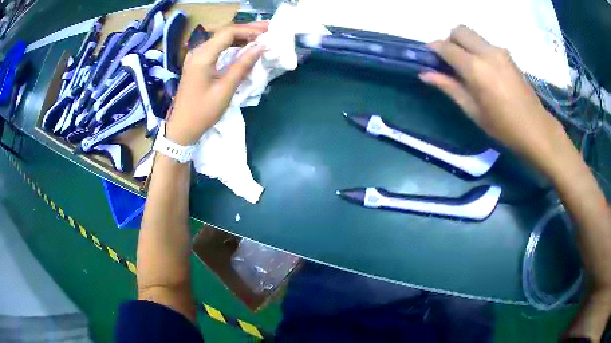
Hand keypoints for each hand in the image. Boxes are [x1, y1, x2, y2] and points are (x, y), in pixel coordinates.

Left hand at [166, 22, 268, 144]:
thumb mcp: (225, 89)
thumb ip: (242, 65)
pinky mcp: (196, 64)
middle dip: (246, 30)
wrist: (181, 128)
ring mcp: (195, 57)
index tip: (267, 33)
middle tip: (267, 30)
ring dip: (240, 37)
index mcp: (202, 56)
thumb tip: (260, 47)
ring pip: (220, 39)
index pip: (228, 33)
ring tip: (259, 37)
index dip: (249, 30)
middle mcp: (197, 52)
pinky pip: (216, 48)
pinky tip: (242, 48)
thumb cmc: (203, 112)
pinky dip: (231, 46)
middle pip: (224, 33)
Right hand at [420, 25, 564, 163]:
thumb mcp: (473, 111)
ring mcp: (500, 51)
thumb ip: (449, 87)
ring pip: (473, 35)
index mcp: (476, 68)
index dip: (434, 49)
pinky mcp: (508, 54)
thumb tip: (425, 74)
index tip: (430, 58)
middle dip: (450, 41)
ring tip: (469, 68)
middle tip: (451, 61)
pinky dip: (478, 49)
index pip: (446, 46)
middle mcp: (487, 52)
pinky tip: (484, 70)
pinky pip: (485, 43)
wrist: (535, 128)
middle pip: (459, 30)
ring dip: (464, 44)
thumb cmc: (503, 126)